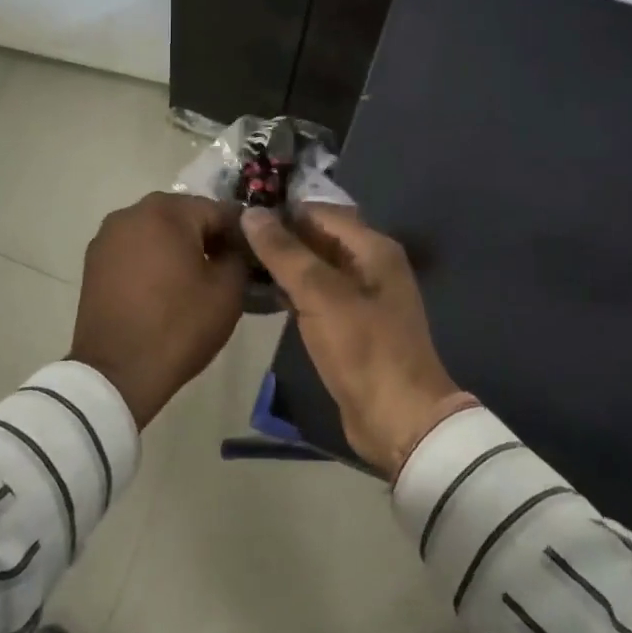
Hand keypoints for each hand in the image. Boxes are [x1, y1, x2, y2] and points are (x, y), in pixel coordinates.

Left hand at [70, 192, 248, 426]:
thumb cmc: (179, 326)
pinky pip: (134, 249)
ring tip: (192, 280)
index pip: (218, 210)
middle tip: (224, 269)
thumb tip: (233, 248)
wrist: (117, 372)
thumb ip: (237, 256)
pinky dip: (151, 260)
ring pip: (156, 231)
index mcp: (167, 211)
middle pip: (183, 216)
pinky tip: (162, 288)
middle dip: (206, 237)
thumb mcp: (227, 291)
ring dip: (176, 247)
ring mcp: (108, 235)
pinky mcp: (94, 260)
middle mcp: (132, 212)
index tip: (251, 257)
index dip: (239, 233)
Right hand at [242, 204, 460, 478]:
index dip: (282, 211)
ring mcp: (361, 297)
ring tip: (238, 261)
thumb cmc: (363, 349)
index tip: (240, 214)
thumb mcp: (320, 295)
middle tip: (232, 238)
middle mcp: (370, 265)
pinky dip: (292, 291)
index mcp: (373, 248)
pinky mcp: (350, 326)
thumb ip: (285, 252)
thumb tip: (252, 213)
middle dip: (279, 237)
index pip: (319, 212)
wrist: (399, 421)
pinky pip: (316, 296)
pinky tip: (261, 293)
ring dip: (282, 264)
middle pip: (318, 238)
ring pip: (314, 268)